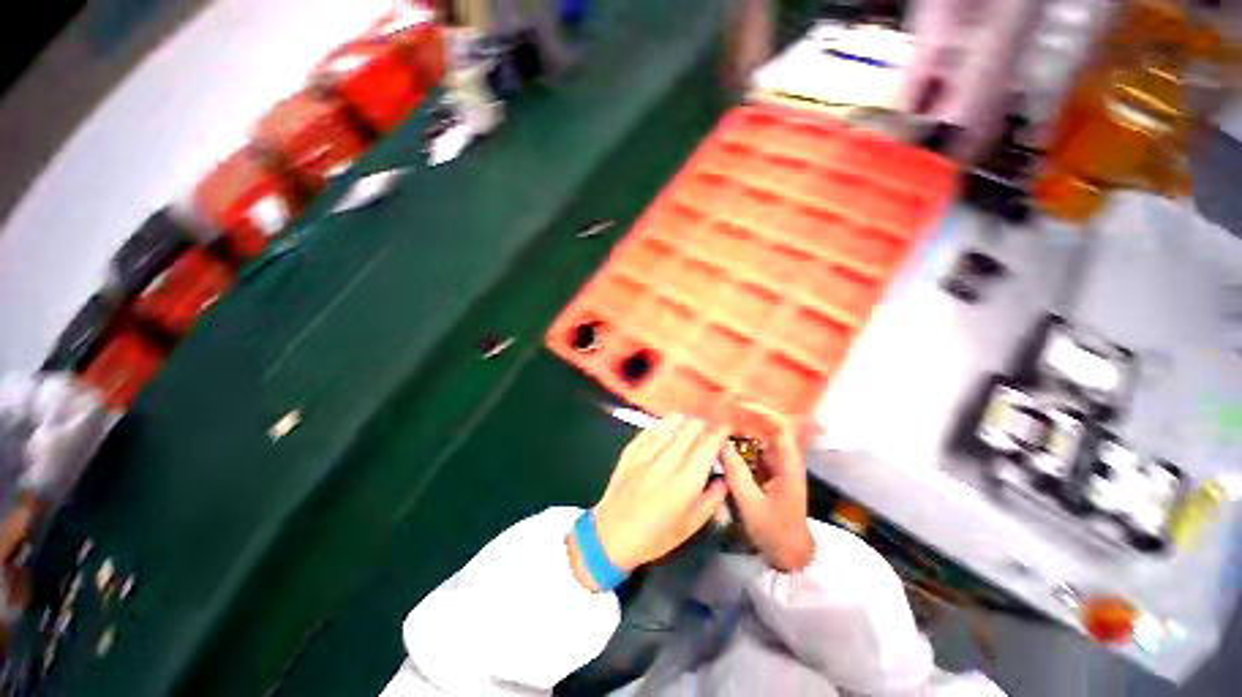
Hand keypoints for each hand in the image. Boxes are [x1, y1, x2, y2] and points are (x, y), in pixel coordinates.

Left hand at [588, 415, 728, 575]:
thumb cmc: (655, 536)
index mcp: (686, 481)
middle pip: (691, 427)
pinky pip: (651, 428)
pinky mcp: (630, 450)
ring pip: (671, 423)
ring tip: (692, 425)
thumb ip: (712, 499)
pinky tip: (669, 426)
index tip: (726, 429)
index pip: (708, 443)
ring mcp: (646, 453)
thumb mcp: (691, 526)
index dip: (720, 432)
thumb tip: (723, 478)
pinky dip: (664, 425)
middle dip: (705, 424)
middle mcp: (667, 461)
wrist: (612, 535)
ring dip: (686, 421)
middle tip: (710, 429)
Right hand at [721, 402, 814, 571]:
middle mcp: (786, 458)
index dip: (761, 411)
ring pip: (761, 435)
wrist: (792, 554)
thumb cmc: (775, 531)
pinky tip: (725, 439)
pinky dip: (741, 440)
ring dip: (742, 425)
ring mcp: (778, 463)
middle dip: (747, 414)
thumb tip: (721, 444)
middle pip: (770, 425)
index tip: (738, 405)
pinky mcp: (770, 469)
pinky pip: (755, 447)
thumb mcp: (751, 504)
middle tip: (722, 409)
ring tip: (720, 420)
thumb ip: (736, 473)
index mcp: (788, 464)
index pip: (781, 427)